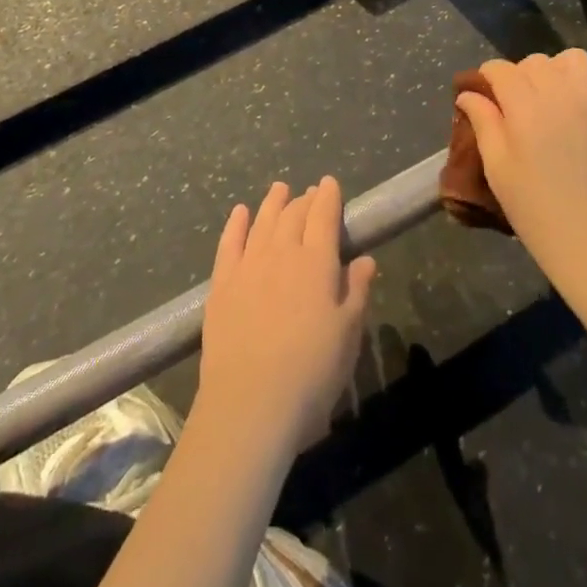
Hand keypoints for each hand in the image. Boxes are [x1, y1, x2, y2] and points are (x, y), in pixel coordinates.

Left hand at [197, 177, 376, 458]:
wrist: (251, 403)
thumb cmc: (312, 372)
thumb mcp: (348, 334)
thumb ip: (357, 291)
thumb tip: (364, 259)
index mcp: (317, 262)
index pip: (324, 216)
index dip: (328, 197)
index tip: (330, 183)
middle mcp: (282, 252)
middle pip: (294, 215)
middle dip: (304, 199)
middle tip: (309, 192)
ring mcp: (248, 265)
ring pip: (263, 222)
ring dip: (273, 202)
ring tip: (280, 189)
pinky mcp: (222, 284)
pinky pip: (229, 243)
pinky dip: (236, 224)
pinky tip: (240, 212)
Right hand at [454, 50, 586, 281]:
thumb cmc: (535, 208)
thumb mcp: (497, 167)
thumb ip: (483, 122)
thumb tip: (469, 94)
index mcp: (525, 105)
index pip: (500, 69)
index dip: (486, 77)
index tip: (481, 95)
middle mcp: (561, 93)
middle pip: (534, 62)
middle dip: (518, 75)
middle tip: (513, 105)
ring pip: (570, 60)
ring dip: (554, 71)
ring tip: (548, 98)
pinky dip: (583, 85)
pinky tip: (576, 110)